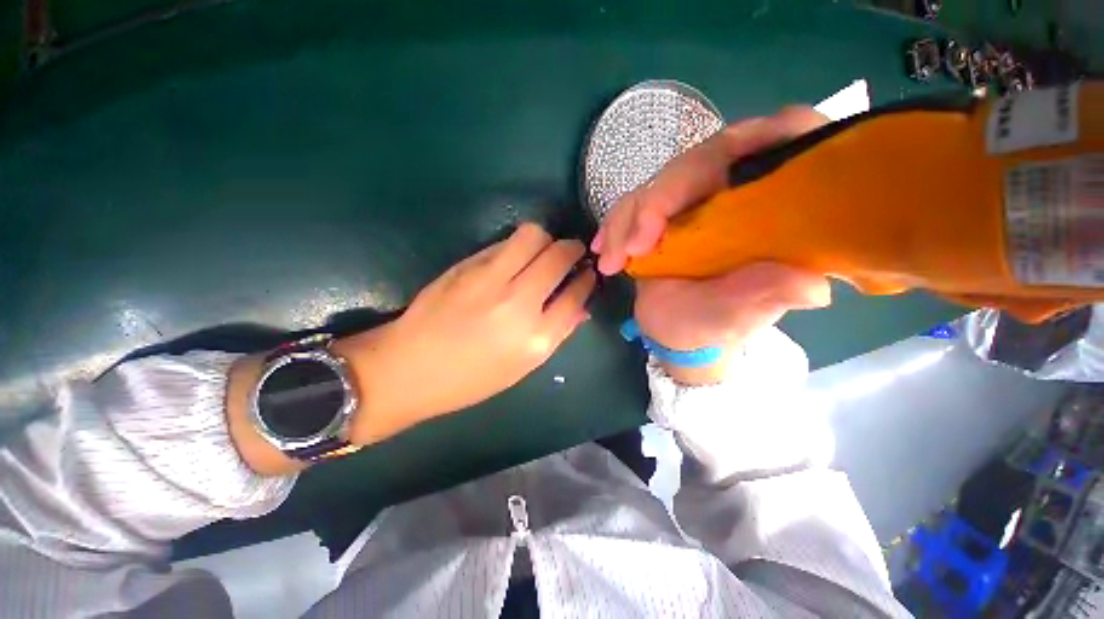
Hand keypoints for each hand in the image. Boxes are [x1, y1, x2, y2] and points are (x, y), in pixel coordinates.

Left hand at [337, 223, 595, 443]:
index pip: (576, 294)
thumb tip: (580, 306)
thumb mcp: (522, 366)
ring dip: (546, 240)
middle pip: (559, 256)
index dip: (587, 279)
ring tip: (543, 252)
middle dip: (574, 249)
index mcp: (536, 338)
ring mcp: (491, 279)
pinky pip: (505, 243)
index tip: (588, 273)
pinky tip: (514, 260)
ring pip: (533, 236)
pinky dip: (518, 246)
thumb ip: (556, 333)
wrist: (409, 368)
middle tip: (572, 253)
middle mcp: (518, 303)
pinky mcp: (467, 266)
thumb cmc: (471, 378)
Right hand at [591, 107, 832, 384]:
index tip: (702, 188)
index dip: (748, 143)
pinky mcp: (664, 210)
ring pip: (659, 182)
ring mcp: (697, 198)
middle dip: (659, 201)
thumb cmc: (712, 325)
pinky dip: (615, 224)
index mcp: (776, 209)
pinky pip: (635, 202)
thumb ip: (766, 297)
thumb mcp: (739, 317)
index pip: (781, 143)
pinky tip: (603, 248)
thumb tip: (813, 287)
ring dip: (627, 219)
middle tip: (633, 247)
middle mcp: (739, 193)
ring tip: (612, 261)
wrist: (675, 329)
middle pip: (703, 160)